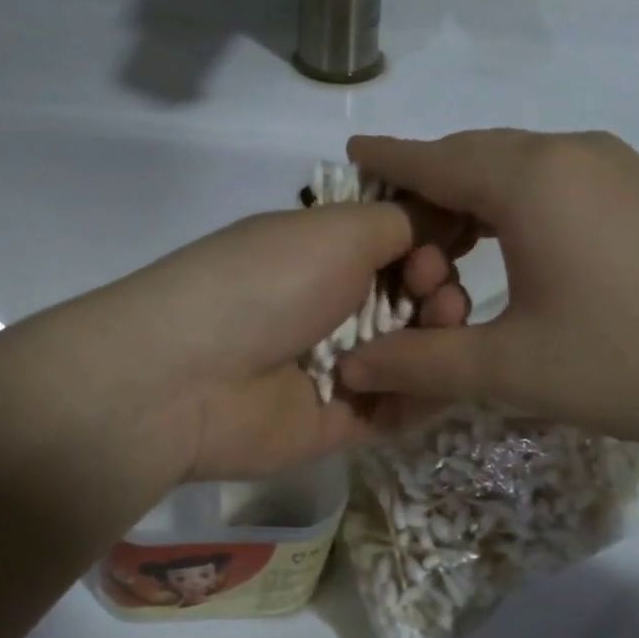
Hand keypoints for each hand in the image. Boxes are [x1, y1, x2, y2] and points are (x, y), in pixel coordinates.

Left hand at [76, 200, 471, 481]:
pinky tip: (443, 376)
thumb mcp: (338, 230)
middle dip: (437, 288)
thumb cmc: (267, 283)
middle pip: (409, 298)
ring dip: (437, 337)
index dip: (431, 242)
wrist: (191, 377)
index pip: (396, 245)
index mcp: (321, 254)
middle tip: (434, 292)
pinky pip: (397, 407)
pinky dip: (425, 392)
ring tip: (439, 328)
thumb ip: (402, 221)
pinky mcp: (337, 422)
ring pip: (410, 353)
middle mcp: (328, 307)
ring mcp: (334, 367)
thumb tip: (446, 215)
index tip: (447, 244)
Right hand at [337, 129, 638, 454]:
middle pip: (474, 154)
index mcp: (528, 179)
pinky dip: (515, 202)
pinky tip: (514, 246)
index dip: (387, 159)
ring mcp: (615, 167)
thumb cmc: (633, 359)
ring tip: (446, 245)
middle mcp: (569, 153)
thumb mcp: (513, 369)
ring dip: (473, 195)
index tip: (350, 152)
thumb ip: (422, 363)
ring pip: (517, 165)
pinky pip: (556, 179)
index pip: (433, 158)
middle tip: (391, 230)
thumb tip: (349, 369)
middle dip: (426, 183)